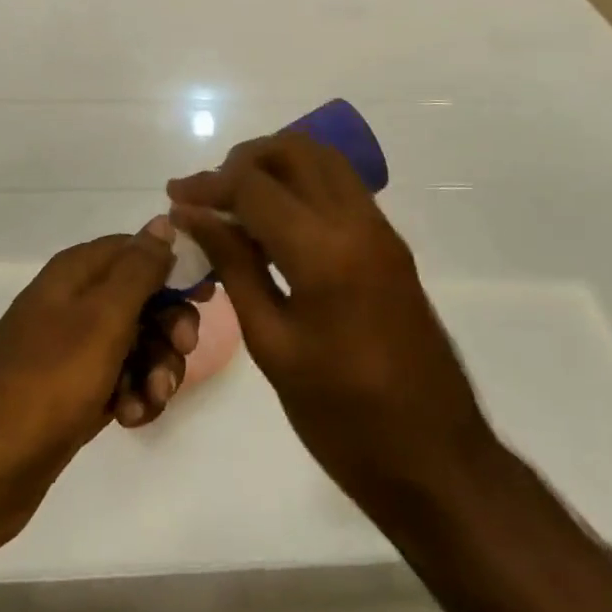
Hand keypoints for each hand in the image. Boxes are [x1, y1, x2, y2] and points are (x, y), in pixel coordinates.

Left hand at [0, 217, 201, 557]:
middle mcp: (75, 303)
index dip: (175, 267)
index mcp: (77, 273)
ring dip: (155, 368)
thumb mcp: (101, 318)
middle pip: (143, 298)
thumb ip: (137, 269)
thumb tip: (163, 221)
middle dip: (170, 325)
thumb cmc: (45, 383)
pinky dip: (134, 396)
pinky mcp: (73, 393)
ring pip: (137, 343)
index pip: (138, 249)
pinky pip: (120, 381)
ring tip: (151, 398)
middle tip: (184, 351)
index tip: (207, 294)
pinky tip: (131, 419)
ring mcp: (73, 350)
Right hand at [168, 135, 495, 524]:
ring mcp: (380, 228)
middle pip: (294, 150)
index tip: (175, 197)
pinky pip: (342, 185)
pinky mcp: (390, 242)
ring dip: (277, 163)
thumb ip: (233, 266)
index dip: (208, 185)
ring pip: (323, 158)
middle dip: (244, 159)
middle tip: (210, 194)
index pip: (255, 186)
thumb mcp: (272, 345)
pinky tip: (277, 219)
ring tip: (239, 199)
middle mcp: (357, 222)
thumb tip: (193, 216)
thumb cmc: (343, 418)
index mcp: (324, 252)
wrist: (436, 461)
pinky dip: (304, 181)